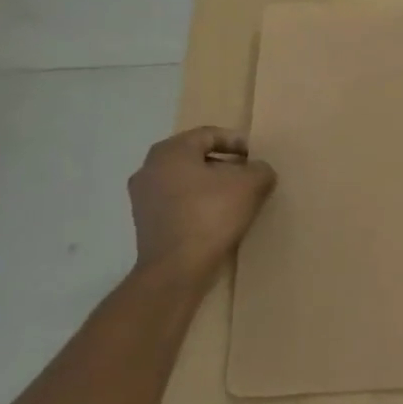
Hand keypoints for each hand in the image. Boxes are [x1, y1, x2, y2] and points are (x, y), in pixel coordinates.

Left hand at [128, 127, 276, 284]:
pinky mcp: (144, 221)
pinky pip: (177, 200)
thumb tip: (259, 170)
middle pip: (195, 156)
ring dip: (210, 183)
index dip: (237, 142)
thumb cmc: (211, 215)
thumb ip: (261, 169)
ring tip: (236, 196)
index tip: (256, 156)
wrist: (176, 269)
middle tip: (248, 173)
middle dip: (224, 162)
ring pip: (185, 179)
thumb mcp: (251, 185)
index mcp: (171, 151)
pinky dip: (197, 201)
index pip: (209, 134)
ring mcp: (142, 196)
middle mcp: (150, 168)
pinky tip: (217, 215)